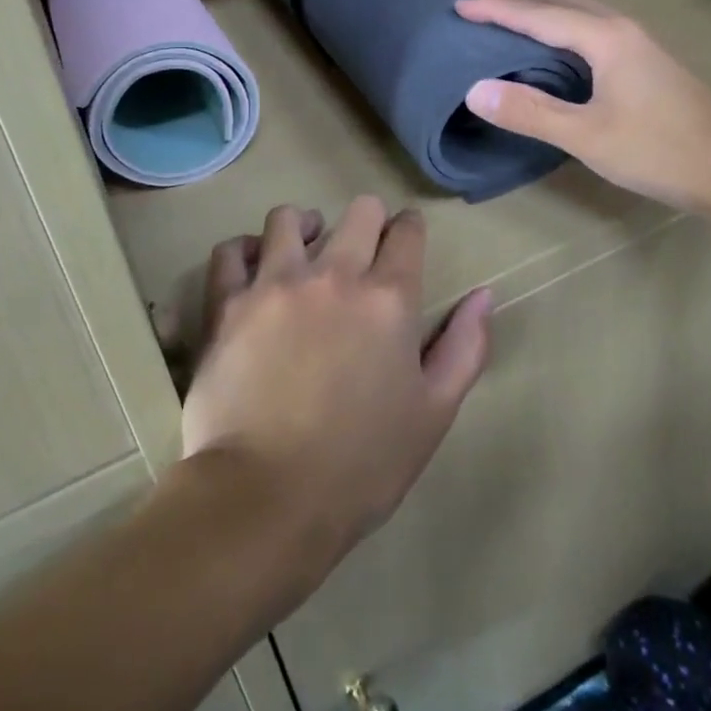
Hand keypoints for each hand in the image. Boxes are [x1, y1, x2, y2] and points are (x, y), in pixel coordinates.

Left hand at [181, 198, 493, 566]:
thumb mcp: (433, 413)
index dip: (410, 228)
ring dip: (304, 226)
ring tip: (304, 249)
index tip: (406, 237)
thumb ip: (464, 348)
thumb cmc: (362, 465)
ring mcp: (274, 284)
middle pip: (358, 212)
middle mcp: (334, 275)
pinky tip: (252, 267)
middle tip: (363, 248)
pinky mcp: (227, 304)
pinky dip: (243, 251)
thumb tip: (483, 296)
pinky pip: (230, 251)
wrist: (266, 499)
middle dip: (369, 220)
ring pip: (288, 219)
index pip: (407, 232)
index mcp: (388, 298)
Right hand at [456, 0, 710, 215]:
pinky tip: (554, 62)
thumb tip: (475, 89)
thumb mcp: (587, 136)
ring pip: (580, 17)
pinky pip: (592, 33)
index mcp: (604, 38)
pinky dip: (562, 35)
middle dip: (518, 7)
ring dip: (542, 18)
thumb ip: (530, 111)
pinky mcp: (646, 64)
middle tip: (481, 21)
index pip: (537, 15)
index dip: (496, 9)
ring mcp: (638, 45)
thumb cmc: (660, 150)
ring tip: (509, 35)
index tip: (459, 6)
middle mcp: (621, 30)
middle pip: (561, 4)